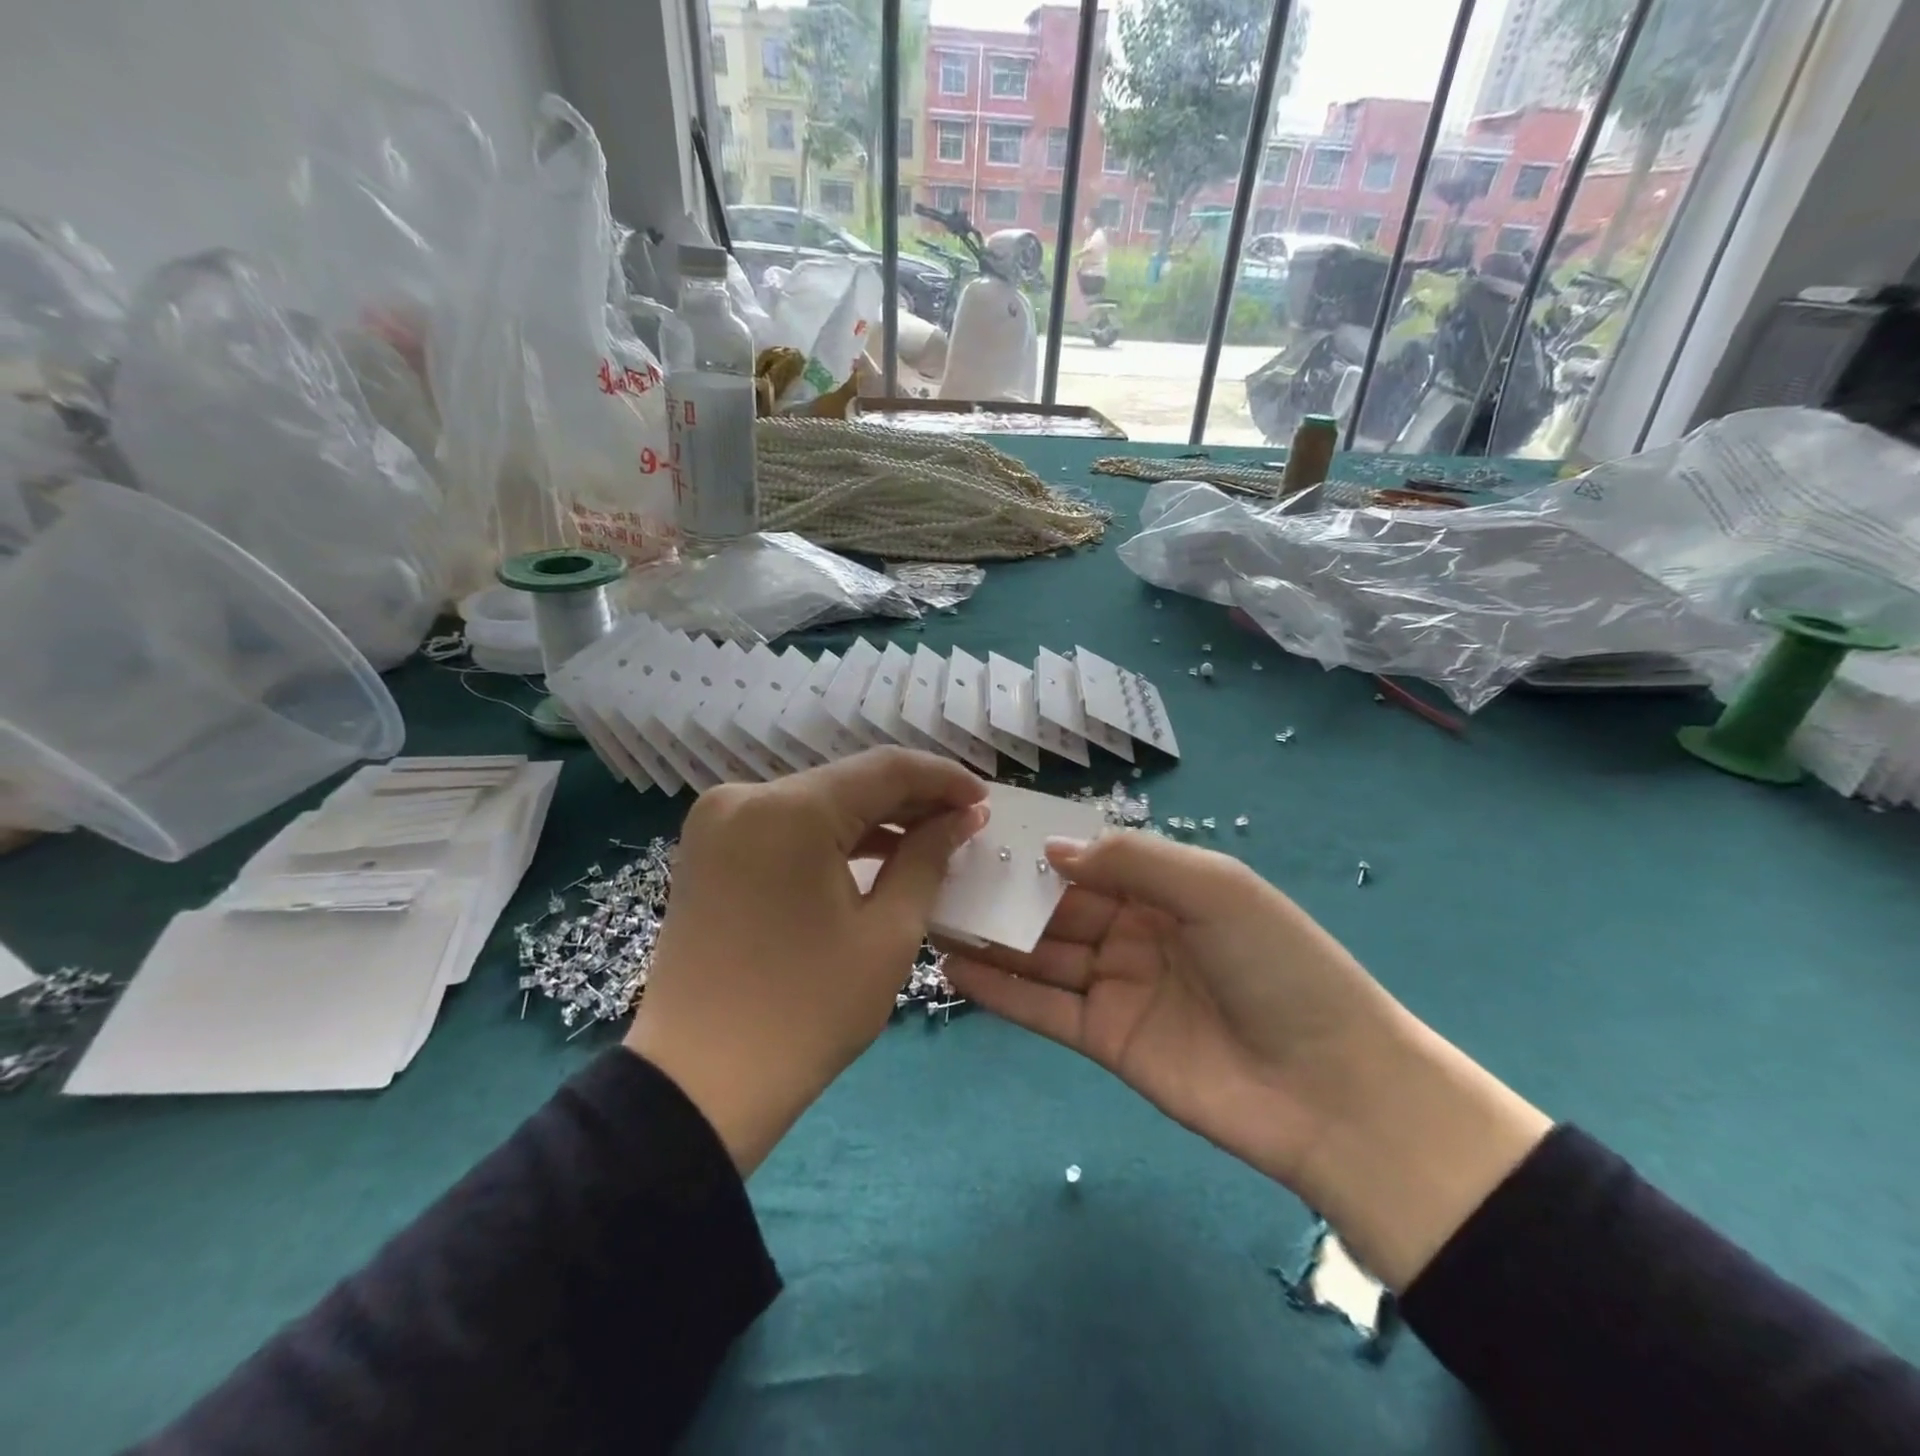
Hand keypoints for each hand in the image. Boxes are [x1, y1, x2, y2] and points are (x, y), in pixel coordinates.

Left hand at [627, 748, 987, 1175]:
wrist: (699, 1085)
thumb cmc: (806, 1012)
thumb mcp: (887, 934)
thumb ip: (927, 858)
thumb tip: (961, 817)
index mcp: (791, 810)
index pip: (885, 769)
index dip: (943, 778)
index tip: (984, 798)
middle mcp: (746, 796)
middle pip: (848, 781)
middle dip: (911, 799)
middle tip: (964, 821)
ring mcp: (719, 820)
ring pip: (817, 801)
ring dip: (873, 817)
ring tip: (929, 839)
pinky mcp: (709, 848)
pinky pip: (786, 824)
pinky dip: (831, 835)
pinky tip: (874, 853)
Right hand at [944, 833, 1550, 1289]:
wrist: (1333, 1092)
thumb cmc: (1279, 968)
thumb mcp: (1215, 890)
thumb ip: (1132, 863)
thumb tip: (1050, 848)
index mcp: (1164, 887)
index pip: (1088, 857)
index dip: (1038, 844)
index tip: (981, 829)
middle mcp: (1134, 930)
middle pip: (1056, 904)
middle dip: (1003, 890)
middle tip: (938, 874)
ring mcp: (1116, 986)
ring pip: (1041, 954)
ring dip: (990, 937)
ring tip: (931, 916)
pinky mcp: (1104, 1040)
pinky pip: (1043, 1008)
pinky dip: (1000, 990)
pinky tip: (954, 971)